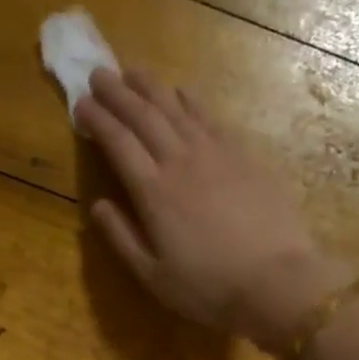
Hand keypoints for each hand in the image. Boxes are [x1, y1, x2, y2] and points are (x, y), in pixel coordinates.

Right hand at [76, 69, 352, 346]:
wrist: (277, 281)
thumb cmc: (208, 288)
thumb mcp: (153, 276)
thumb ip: (122, 238)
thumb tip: (97, 205)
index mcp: (153, 192)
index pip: (118, 143)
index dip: (97, 120)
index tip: (80, 103)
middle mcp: (180, 162)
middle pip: (144, 116)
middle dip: (118, 93)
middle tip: (98, 73)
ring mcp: (216, 154)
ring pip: (176, 109)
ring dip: (151, 88)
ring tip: (133, 71)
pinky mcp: (244, 156)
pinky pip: (211, 118)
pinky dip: (191, 101)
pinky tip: (182, 93)